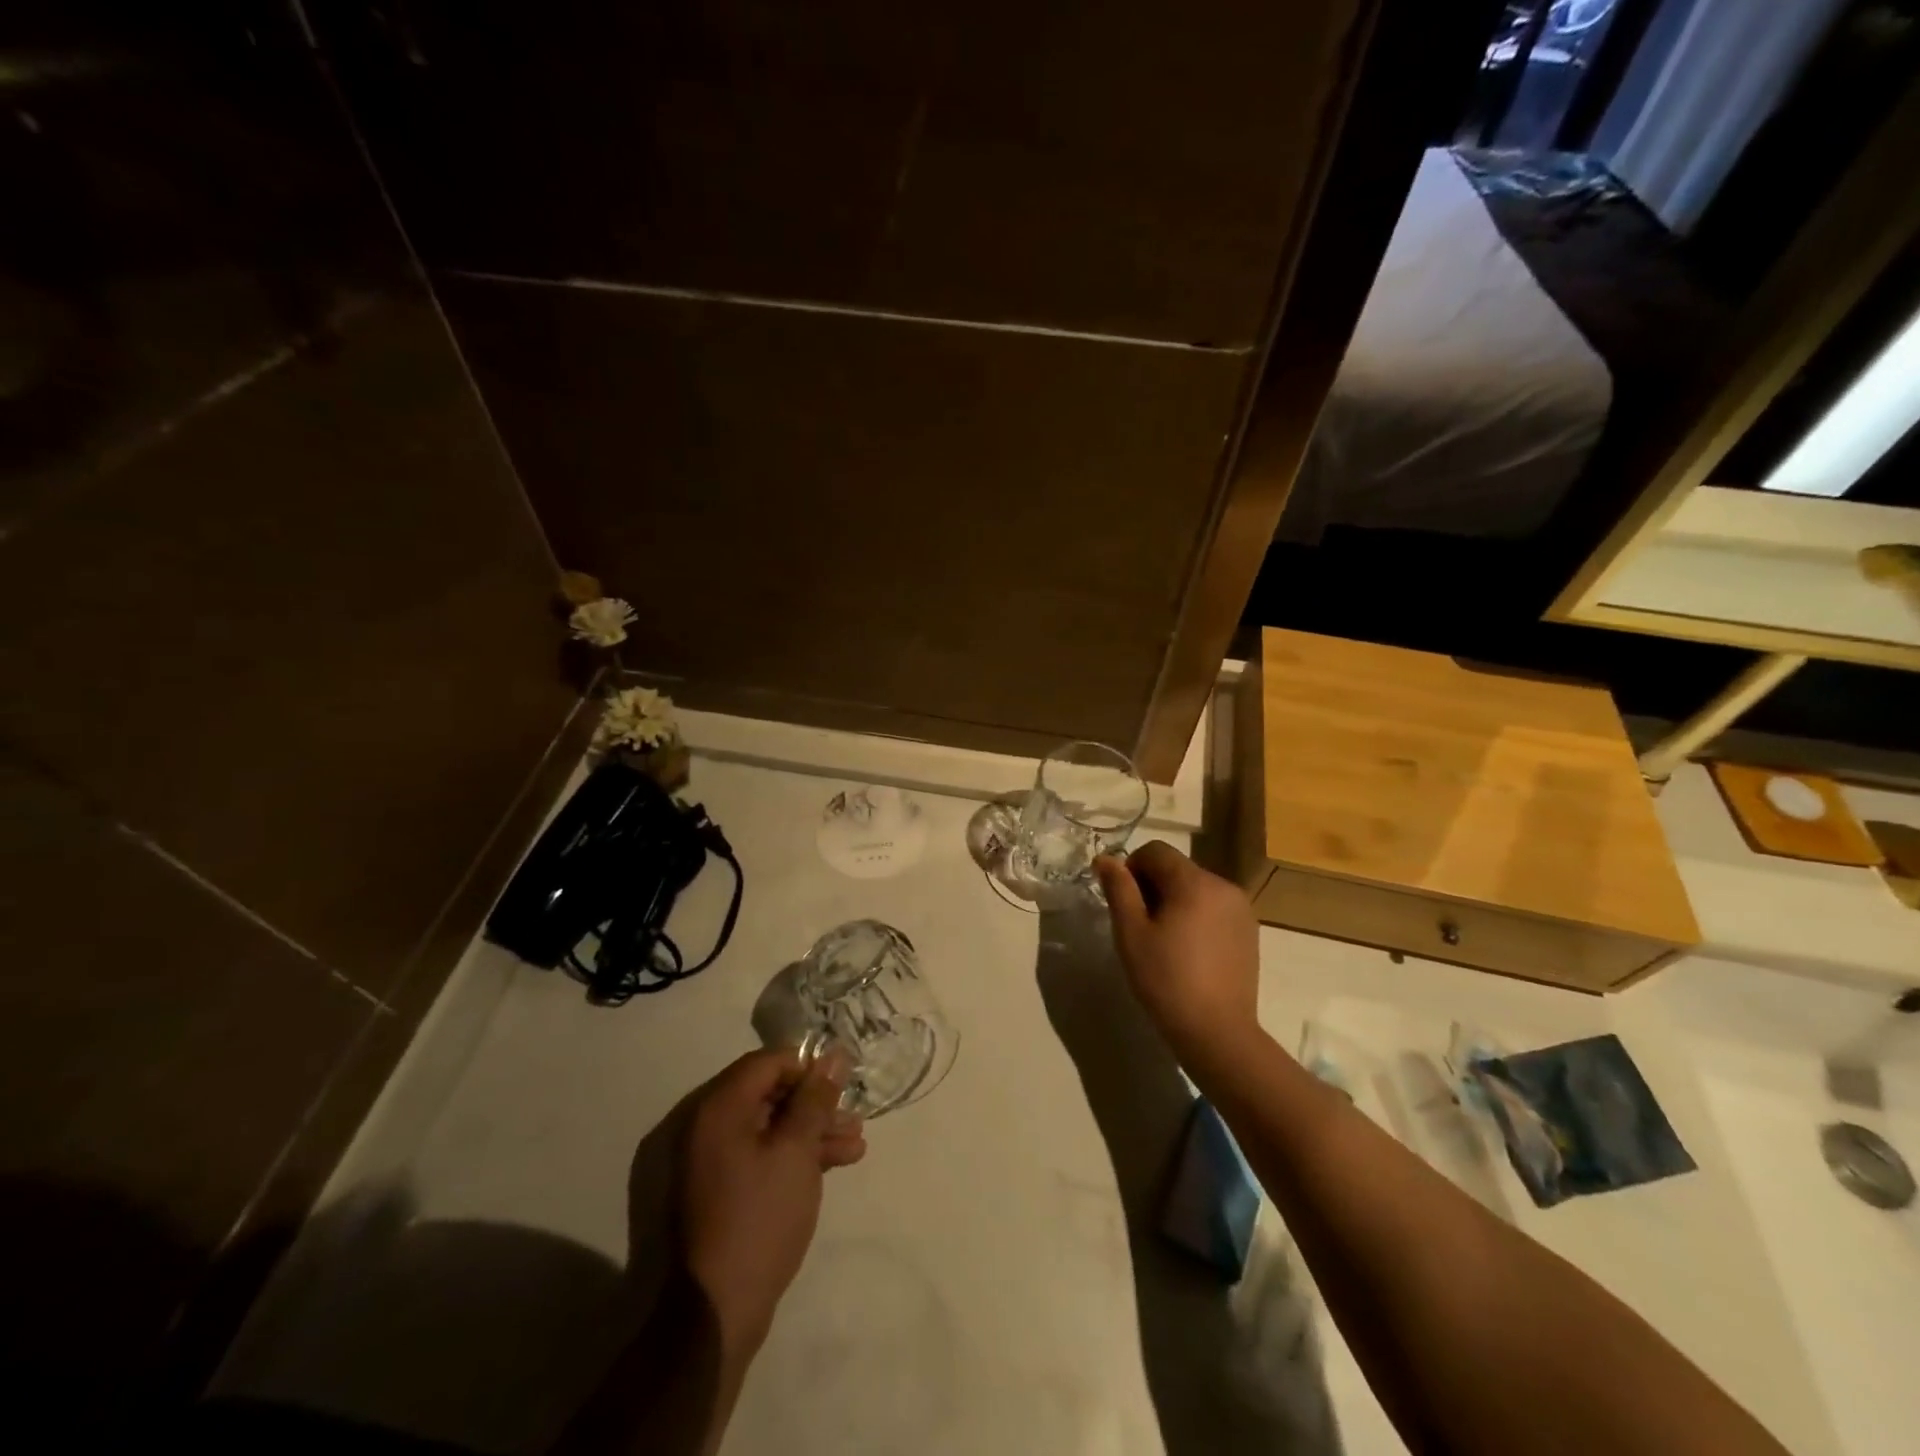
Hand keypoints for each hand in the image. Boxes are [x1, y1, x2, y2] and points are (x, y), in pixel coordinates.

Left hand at [678, 1048, 865, 1353]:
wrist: (715, 1312)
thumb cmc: (759, 1218)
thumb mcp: (796, 1151)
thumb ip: (815, 1099)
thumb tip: (833, 1056)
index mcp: (719, 1108)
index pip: (766, 1063)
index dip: (807, 1067)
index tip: (841, 1082)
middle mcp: (707, 1127)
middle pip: (769, 1095)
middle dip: (816, 1105)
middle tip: (854, 1117)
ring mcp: (710, 1162)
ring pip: (769, 1129)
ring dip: (811, 1133)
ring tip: (856, 1145)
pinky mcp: (719, 1192)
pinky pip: (760, 1156)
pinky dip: (793, 1157)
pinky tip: (834, 1164)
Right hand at [1095, 841, 1261, 1063]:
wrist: (1217, 1032)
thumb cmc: (1166, 980)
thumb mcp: (1131, 933)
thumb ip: (1119, 889)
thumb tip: (1105, 859)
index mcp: (1194, 882)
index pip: (1156, 851)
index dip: (1131, 868)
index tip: (1123, 902)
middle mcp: (1223, 886)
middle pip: (1177, 868)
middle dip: (1153, 885)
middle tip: (1139, 925)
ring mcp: (1241, 909)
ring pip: (1196, 888)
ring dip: (1174, 900)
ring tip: (1163, 940)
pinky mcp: (1249, 931)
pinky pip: (1214, 907)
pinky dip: (1196, 916)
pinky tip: (1188, 951)